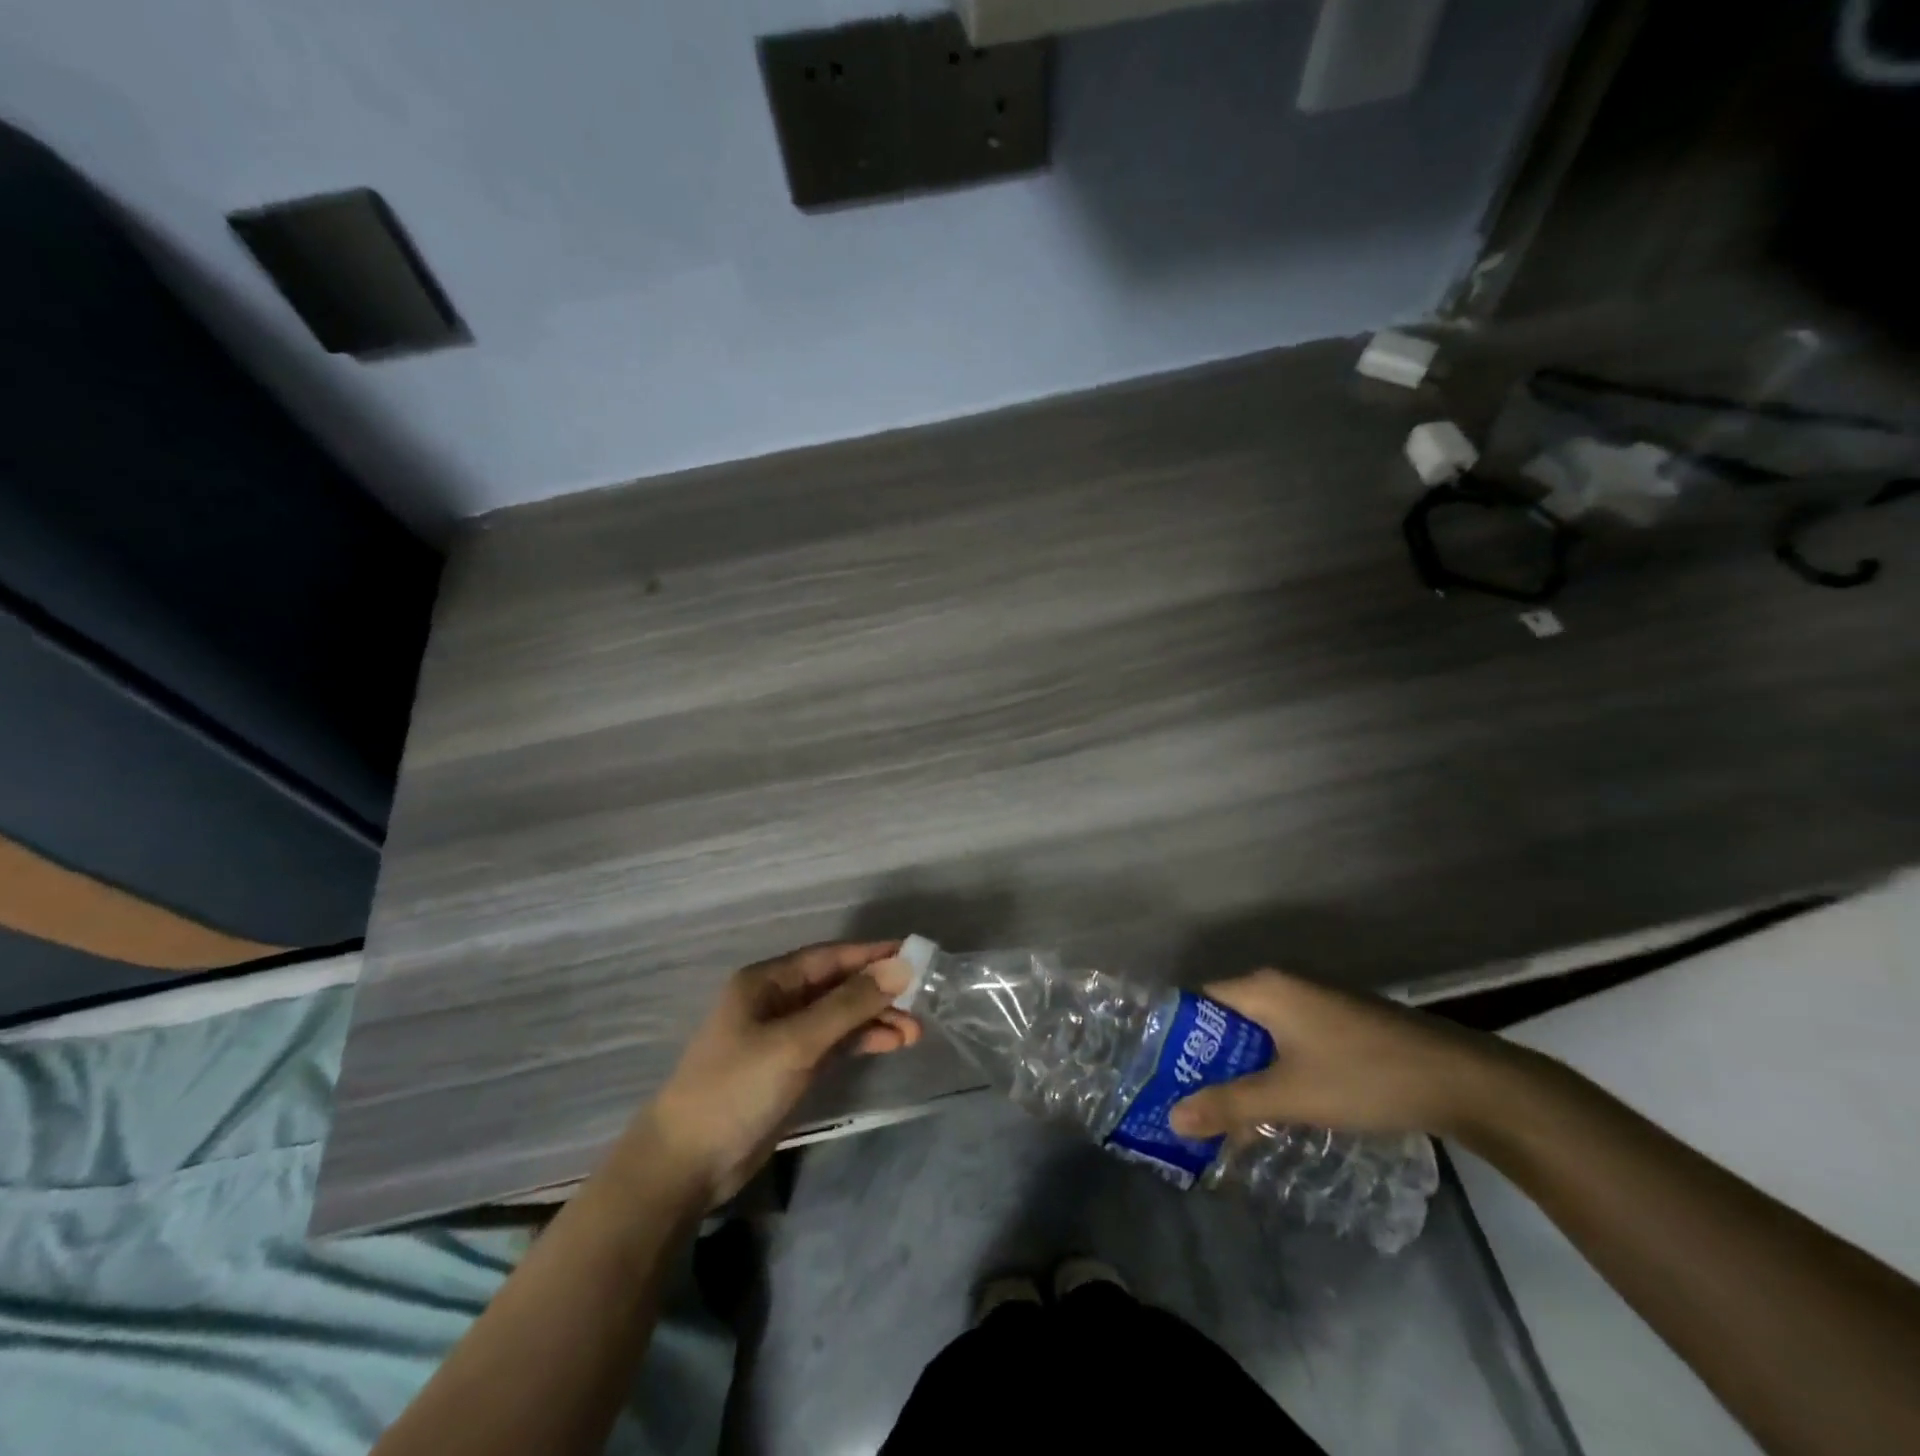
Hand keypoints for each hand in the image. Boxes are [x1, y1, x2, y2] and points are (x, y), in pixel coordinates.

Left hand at [635, 941, 920, 1204]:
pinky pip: (834, 1043)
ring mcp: (784, 1036)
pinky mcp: (791, 1067)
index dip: (873, 954)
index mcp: (768, 981)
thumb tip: (901, 967)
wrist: (687, 1164)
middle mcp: (777, 1000)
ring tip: (915, 1031)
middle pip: (838, 985)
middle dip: (879, 991)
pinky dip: (861, 1041)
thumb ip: (849, 1004)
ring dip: (875, 1019)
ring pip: (839, 1016)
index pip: (831, 957)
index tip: (917, 955)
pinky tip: (891, 1044)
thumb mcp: (796, 1042)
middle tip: (923, 999)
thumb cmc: (736, 1088)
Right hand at [1168, 969, 1511, 1141]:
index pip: (1200, 1002)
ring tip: (1224, 1115)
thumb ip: (1230, 1105)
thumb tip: (1172, 1117)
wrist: (1462, 1080)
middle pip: (1228, 1020)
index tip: (1160, 1074)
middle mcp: (1283, 985)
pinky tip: (1274, 1107)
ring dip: (1242, 1070)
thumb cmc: (1363, 1077)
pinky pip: (1287, 1040)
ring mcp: (1314, 1002)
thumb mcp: (1290, 1095)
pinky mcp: (1338, 1023)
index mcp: (1264, 988)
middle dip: (1208, 1062)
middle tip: (1188, 1103)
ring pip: (1260, 1034)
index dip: (1177, 1037)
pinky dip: (1272, 1069)